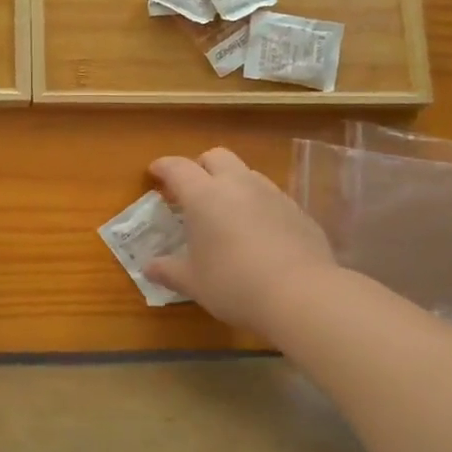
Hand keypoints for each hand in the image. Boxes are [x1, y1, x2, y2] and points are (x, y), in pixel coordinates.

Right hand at [144, 148, 337, 333]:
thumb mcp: (193, 282)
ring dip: (230, 183)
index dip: (163, 167)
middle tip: (190, 192)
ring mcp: (272, 194)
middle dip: (199, 167)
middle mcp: (238, 184)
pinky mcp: (297, 210)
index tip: (154, 173)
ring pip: (246, 173)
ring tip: (225, 212)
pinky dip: (256, 204)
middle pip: (215, 156)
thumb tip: (150, 268)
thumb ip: (168, 270)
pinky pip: (270, 196)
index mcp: (204, 196)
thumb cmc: (234, 284)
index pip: (177, 168)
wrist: (302, 295)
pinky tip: (256, 232)